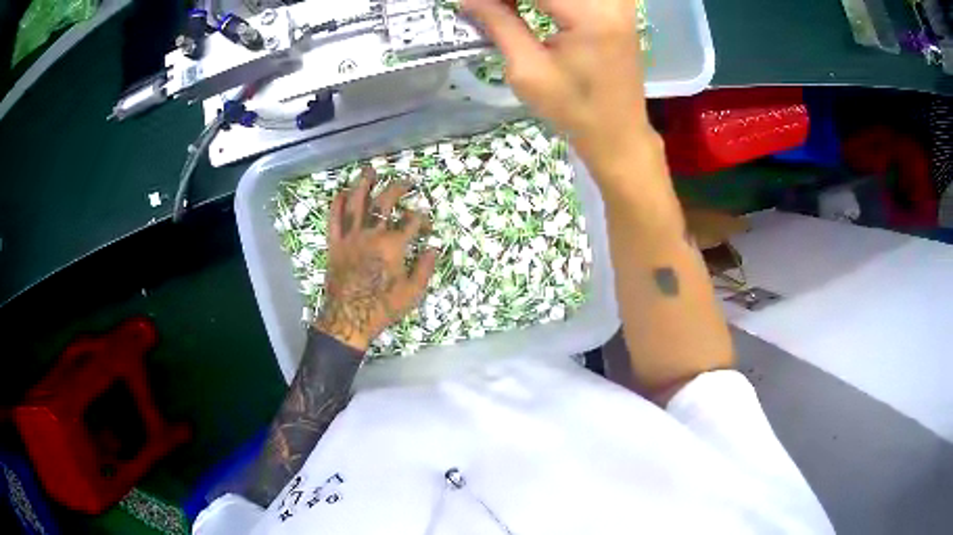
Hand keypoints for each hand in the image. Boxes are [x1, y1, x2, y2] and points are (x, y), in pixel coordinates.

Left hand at [314, 169, 437, 351]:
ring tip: (369, 171)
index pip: (411, 221)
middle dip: (398, 188)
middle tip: (406, 180)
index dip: (422, 218)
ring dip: (363, 184)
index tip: (426, 222)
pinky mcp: (335, 244)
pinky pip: (333, 220)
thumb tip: (435, 247)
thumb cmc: (382, 307)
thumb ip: (426, 267)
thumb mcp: (413, 292)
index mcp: (393, 245)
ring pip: (356, 204)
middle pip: (385, 202)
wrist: (348, 319)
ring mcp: (350, 237)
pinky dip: (336, 205)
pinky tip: (340, 193)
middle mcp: (372, 234)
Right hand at [463, 0, 652, 167]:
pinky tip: (529, 6)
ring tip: (506, 10)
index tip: (475, 4)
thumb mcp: (528, 70)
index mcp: (591, 15)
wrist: (618, 131)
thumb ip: (498, 24)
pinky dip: (549, 0)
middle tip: (490, 8)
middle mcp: (611, 1)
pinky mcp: (619, 7)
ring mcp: (619, 2)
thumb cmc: (574, 109)